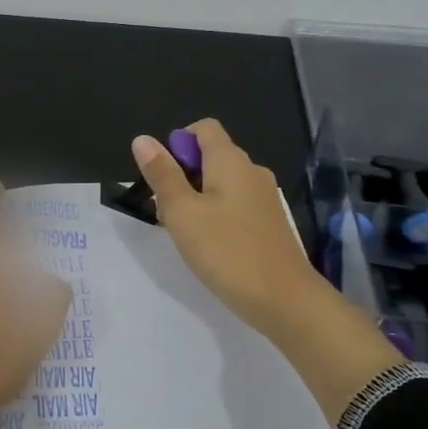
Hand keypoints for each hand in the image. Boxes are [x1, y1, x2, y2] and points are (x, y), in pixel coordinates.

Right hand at [131, 119, 403, 425]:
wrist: (284, 300)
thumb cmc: (227, 251)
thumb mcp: (182, 213)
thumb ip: (162, 175)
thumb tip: (142, 139)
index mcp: (231, 161)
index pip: (203, 128)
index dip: (177, 143)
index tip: (163, 177)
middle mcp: (251, 171)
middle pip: (210, 156)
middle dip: (181, 176)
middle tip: (166, 212)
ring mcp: (264, 198)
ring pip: (221, 184)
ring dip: (196, 199)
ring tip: (184, 232)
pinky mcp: (268, 223)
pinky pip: (235, 205)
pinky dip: (215, 215)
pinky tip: (208, 245)